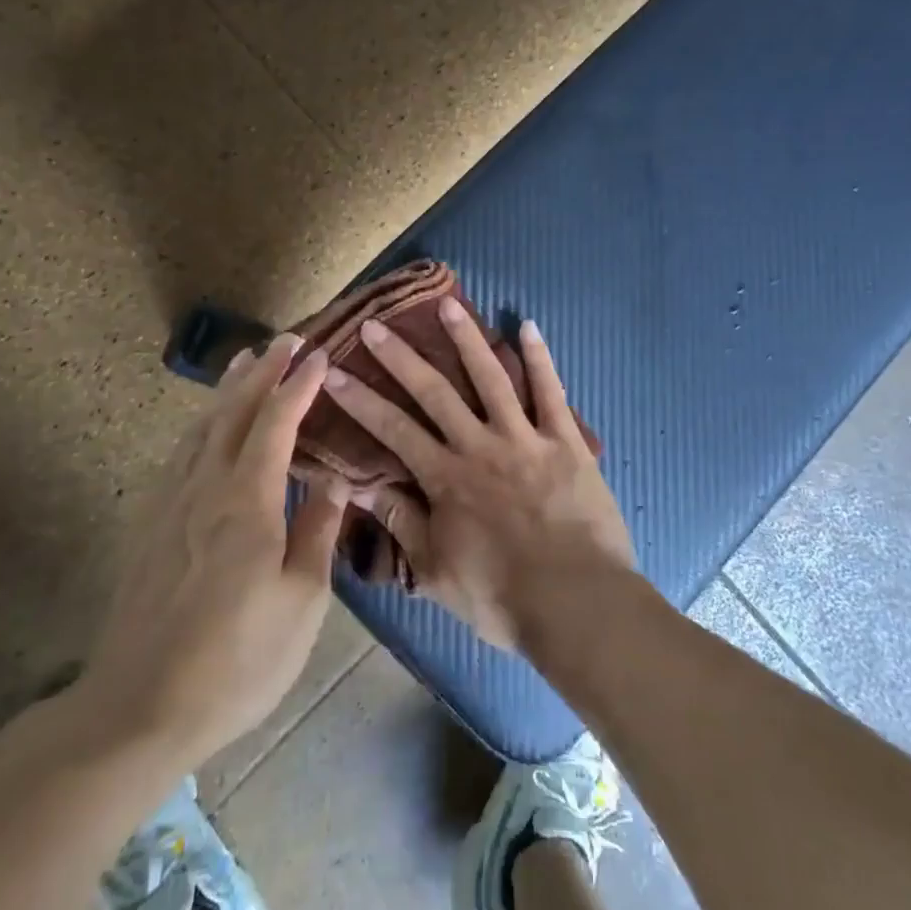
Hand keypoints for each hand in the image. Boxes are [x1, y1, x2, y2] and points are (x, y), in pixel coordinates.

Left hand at [74, 336, 344, 766]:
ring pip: (202, 428)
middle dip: (262, 372)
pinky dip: (202, 424)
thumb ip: (316, 532)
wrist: (137, 708)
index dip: (298, 385)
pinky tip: (206, 428)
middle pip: (234, 413)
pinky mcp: (151, 526)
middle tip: (284, 338)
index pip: (276, 423)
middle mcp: (205, 487)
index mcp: (246, 501)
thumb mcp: (300, 603)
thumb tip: (334, 481)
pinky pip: (182, 454)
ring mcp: (171, 504)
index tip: (318, 354)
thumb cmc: (236, 660)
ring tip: (244, 363)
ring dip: (227, 391)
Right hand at [322, 301, 634, 650]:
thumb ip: (400, 523)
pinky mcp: (566, 440)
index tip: (333, 371)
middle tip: (374, 325)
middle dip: (400, 357)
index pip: (392, 429)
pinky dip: (540, 358)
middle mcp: (479, 445)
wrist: (577, 605)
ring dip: (467, 339)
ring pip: (491, 377)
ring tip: (447, 304)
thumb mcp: (436, 571)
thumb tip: (360, 486)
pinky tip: (528, 326)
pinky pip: (551, 391)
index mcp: (446, 477)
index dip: (360, 399)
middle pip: (434, 391)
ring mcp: (525, 438)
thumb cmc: (502, 597)